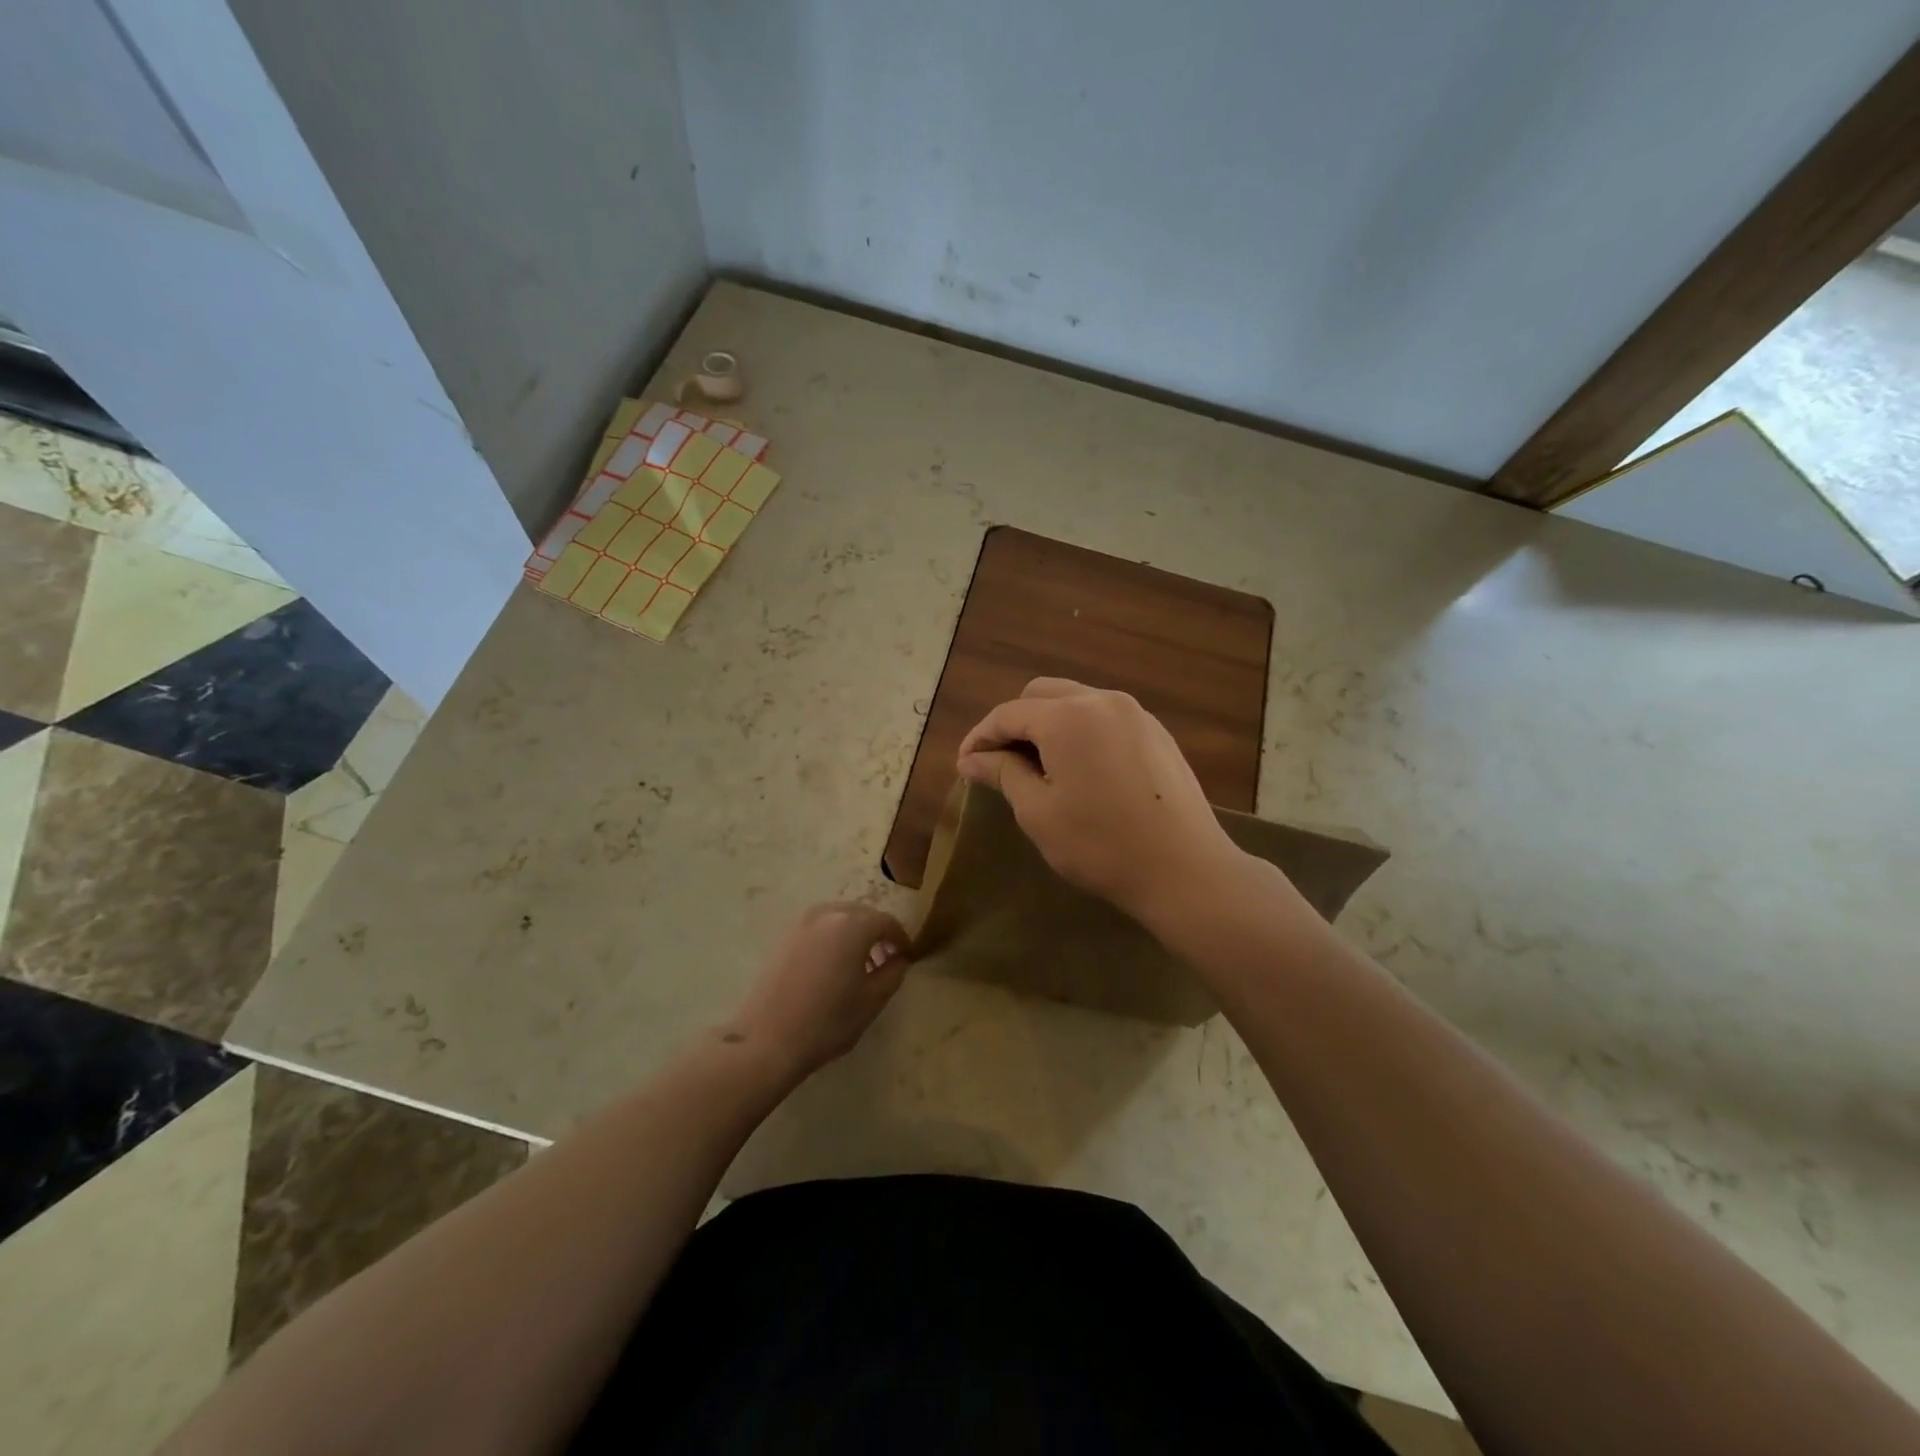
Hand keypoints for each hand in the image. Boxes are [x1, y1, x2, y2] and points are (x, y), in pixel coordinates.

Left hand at [723, 903, 910, 1082]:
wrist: (767, 1039)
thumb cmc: (828, 1020)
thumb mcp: (873, 999)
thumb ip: (894, 972)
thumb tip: (899, 958)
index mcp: (853, 924)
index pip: (887, 922)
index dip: (901, 938)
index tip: (907, 957)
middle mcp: (828, 913)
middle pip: (863, 914)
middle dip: (878, 933)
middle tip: (886, 960)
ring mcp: (802, 923)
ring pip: (839, 919)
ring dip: (855, 935)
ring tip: (859, 966)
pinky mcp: (784, 937)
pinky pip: (820, 928)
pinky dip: (833, 939)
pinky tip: (833, 968)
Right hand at [956, 678, 1246, 927]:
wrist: (1184, 869)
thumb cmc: (1100, 844)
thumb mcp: (1038, 811)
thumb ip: (1002, 773)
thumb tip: (972, 759)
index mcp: (1067, 716)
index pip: (1008, 713)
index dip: (980, 737)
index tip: (964, 764)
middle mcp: (1101, 700)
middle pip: (1042, 695)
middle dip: (1014, 722)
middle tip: (999, 762)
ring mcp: (1135, 713)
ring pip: (1076, 702)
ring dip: (1048, 724)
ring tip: (1036, 765)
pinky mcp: (1156, 733)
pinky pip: (1105, 717)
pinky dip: (1080, 731)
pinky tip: (1078, 767)